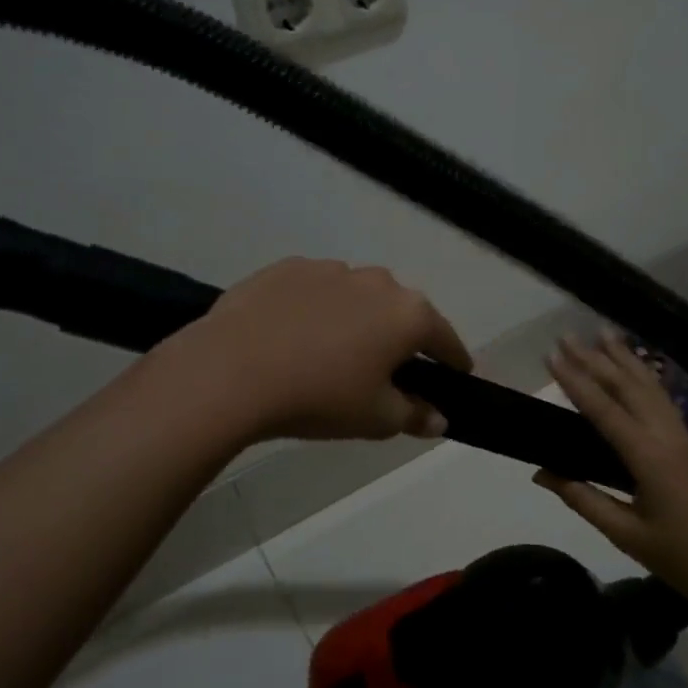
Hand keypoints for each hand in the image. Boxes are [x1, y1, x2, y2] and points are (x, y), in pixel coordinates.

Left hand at [162, 257, 472, 442]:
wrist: (232, 371)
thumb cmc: (319, 397)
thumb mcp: (376, 419)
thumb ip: (415, 415)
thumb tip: (440, 418)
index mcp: (408, 314)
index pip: (445, 339)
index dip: (453, 361)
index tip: (456, 375)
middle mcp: (376, 281)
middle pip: (400, 312)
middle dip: (398, 339)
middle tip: (384, 372)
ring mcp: (329, 269)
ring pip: (356, 297)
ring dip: (355, 320)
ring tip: (330, 355)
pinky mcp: (287, 268)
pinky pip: (315, 291)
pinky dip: (315, 310)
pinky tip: (293, 337)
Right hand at [536, 331, 687, 613]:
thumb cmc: (685, 560)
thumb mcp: (627, 534)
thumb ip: (583, 498)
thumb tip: (541, 472)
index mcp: (649, 456)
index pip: (604, 409)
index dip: (575, 381)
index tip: (551, 356)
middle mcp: (667, 435)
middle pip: (628, 386)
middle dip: (596, 358)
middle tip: (567, 335)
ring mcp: (684, 436)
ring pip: (650, 386)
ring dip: (625, 358)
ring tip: (604, 332)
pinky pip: (663, 398)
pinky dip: (645, 377)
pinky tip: (638, 370)